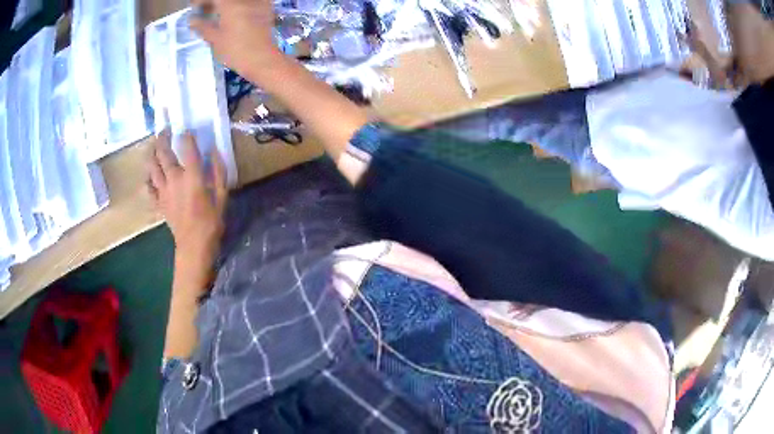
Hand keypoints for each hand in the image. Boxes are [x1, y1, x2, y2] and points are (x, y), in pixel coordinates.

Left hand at [148, 133, 227, 266]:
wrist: (194, 246)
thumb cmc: (211, 222)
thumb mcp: (222, 196)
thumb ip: (219, 172)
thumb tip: (214, 151)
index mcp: (192, 176)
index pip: (187, 147)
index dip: (186, 135)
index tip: (187, 130)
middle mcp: (174, 178)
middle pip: (163, 152)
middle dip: (162, 138)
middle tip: (164, 130)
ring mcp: (163, 190)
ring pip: (152, 166)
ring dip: (151, 154)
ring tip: (153, 146)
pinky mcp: (158, 202)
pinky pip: (149, 187)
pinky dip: (148, 178)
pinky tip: (150, 175)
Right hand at [190, 0, 286, 83]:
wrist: (263, 60)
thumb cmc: (236, 52)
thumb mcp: (215, 40)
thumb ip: (203, 27)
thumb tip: (192, 20)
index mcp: (230, 5)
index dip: (202, 1)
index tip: (195, 7)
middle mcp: (245, 0)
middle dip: (213, 3)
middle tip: (205, 10)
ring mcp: (258, 3)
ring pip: (237, 1)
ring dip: (224, 4)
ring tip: (216, 13)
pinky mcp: (266, 8)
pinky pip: (250, 3)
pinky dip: (239, 6)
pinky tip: (232, 14)